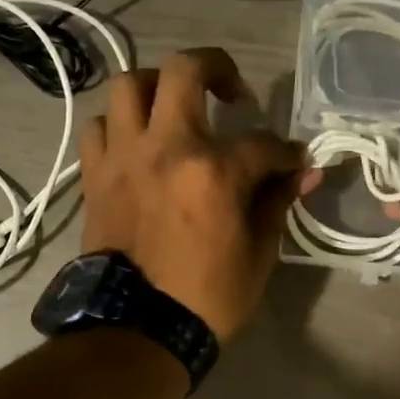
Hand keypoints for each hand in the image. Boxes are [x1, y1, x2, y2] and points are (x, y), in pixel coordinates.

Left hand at [80, 48, 311, 340]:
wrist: (138, 330)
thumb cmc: (206, 298)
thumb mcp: (258, 254)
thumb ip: (277, 201)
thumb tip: (303, 172)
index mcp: (213, 171)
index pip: (262, 144)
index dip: (286, 153)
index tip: (294, 163)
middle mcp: (165, 148)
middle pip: (184, 70)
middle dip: (218, 68)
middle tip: (232, 92)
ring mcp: (124, 157)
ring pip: (129, 86)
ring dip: (158, 87)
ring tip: (175, 108)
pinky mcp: (96, 175)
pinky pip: (99, 127)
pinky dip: (119, 125)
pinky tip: (137, 142)